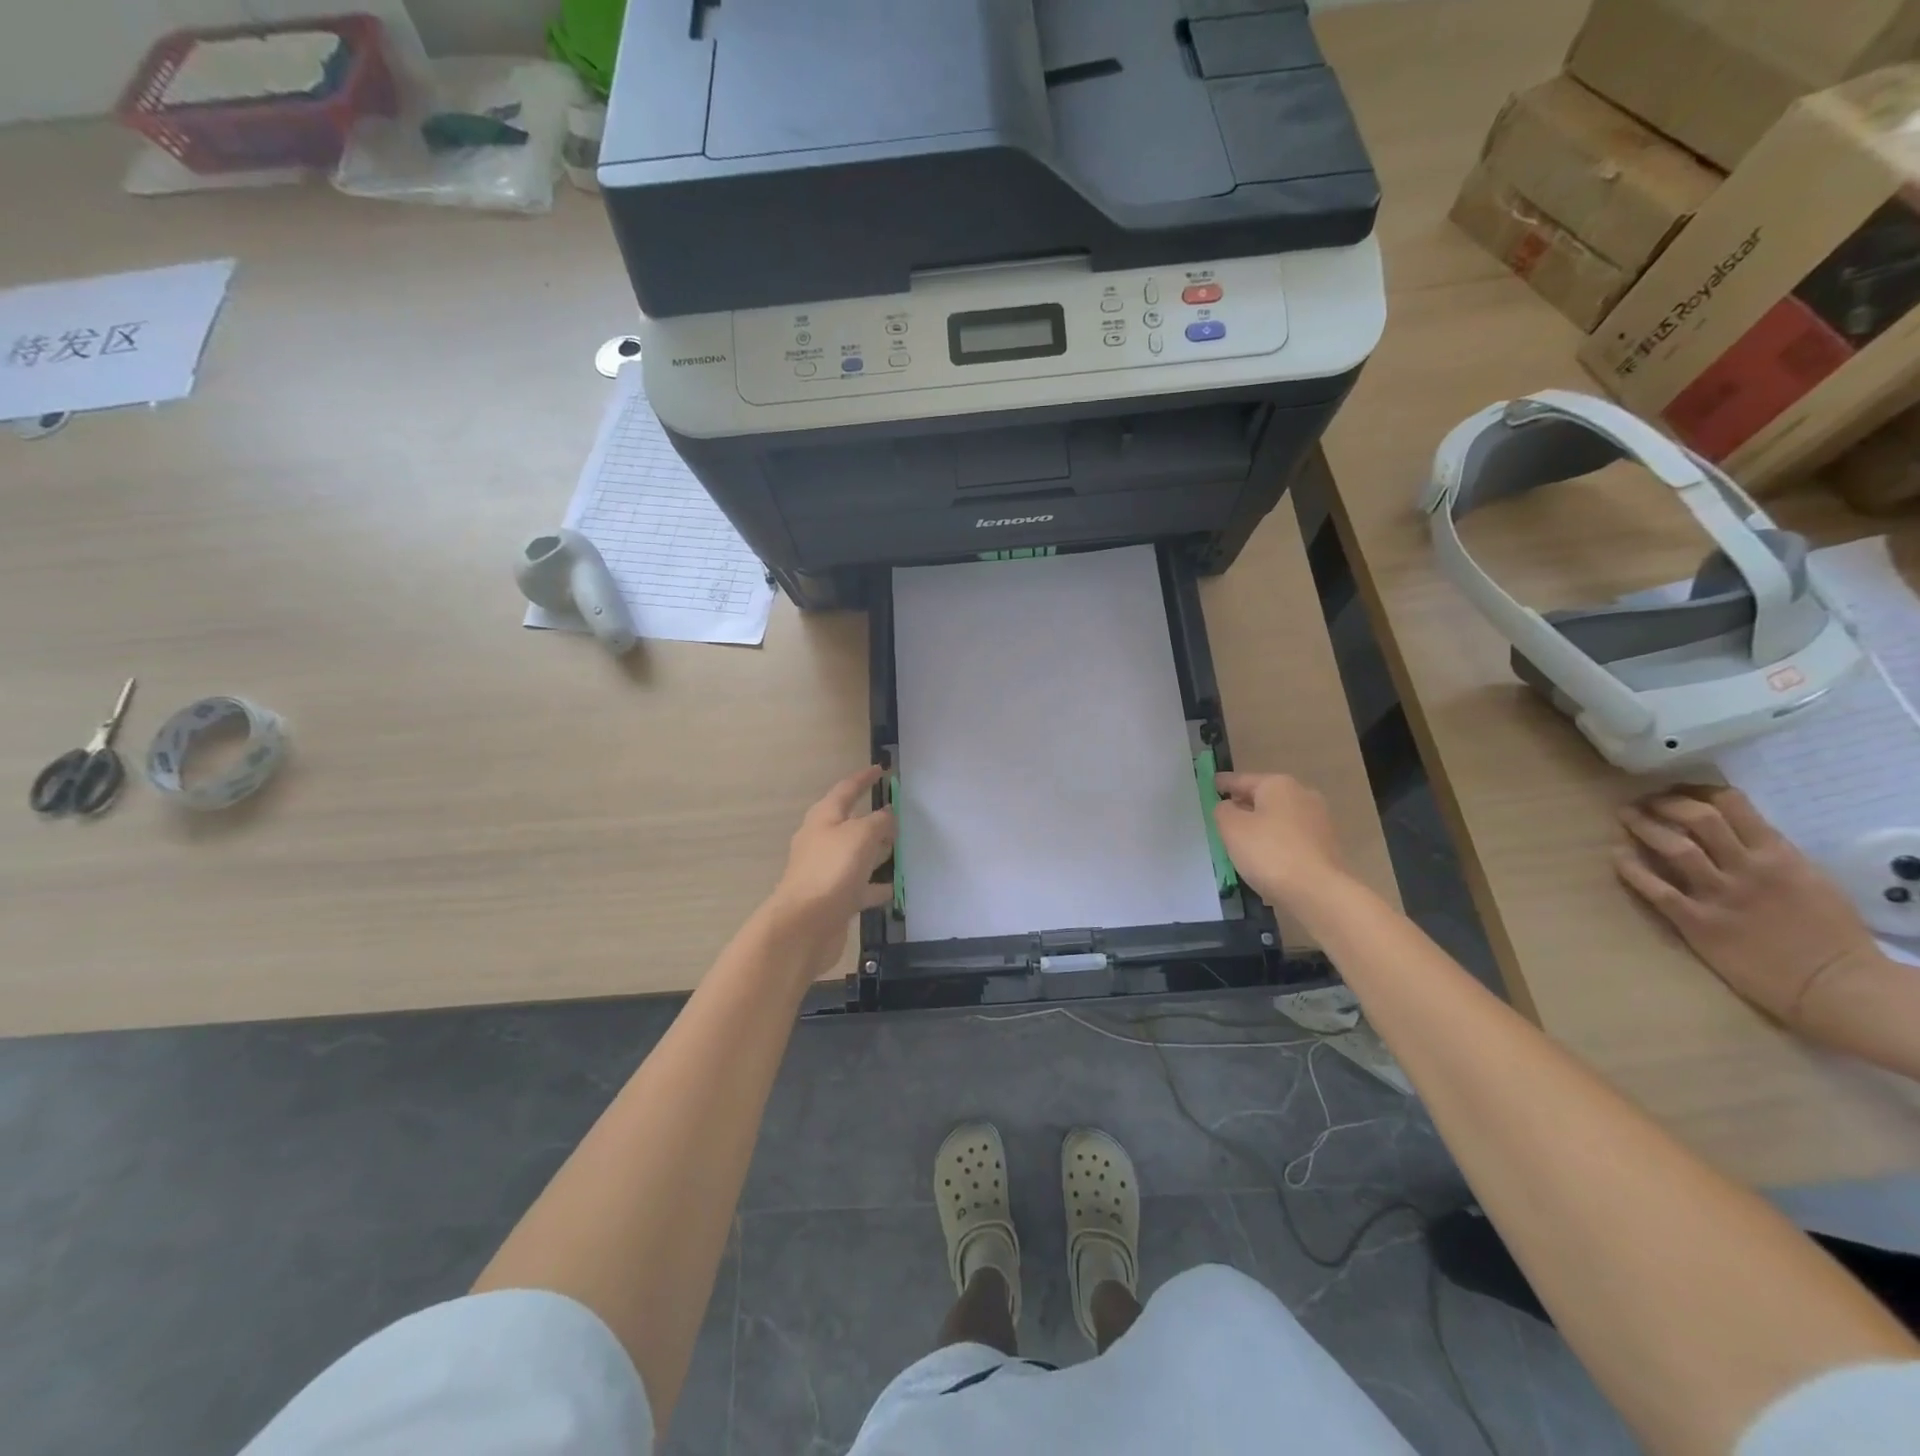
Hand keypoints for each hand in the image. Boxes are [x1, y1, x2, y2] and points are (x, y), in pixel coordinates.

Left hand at [763, 767, 896, 977]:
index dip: (864, 778)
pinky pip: (860, 886)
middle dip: (873, 818)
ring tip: (902, 848)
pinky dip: (875, 885)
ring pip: (856, 855)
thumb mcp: (861, 835)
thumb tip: (888, 814)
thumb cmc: (831, 871)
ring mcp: (826, 871)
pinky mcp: (833, 899)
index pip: (846, 789)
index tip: (881, 770)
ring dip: (876, 851)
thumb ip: (878, 821)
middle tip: (899, 813)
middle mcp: (822, 841)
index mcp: (824, 818)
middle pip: (850, 823)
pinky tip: (894, 888)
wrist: (803, 926)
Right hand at [1213, 771, 1350, 907]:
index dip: (1224, 783)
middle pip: (1264, 797)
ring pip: (1279, 818)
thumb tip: (1229, 807)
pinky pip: (1291, 838)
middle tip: (1223, 816)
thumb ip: (1223, 811)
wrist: (1319, 892)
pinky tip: (1264, 858)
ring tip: (1241, 841)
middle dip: (1244, 805)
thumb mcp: (1231, 828)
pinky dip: (1276, 843)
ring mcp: (1318, 822)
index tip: (1211, 784)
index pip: (1242, 779)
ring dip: (1261, 826)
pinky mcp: (1326, 847)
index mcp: (1278, 785)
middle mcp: (1303, 796)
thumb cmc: (1269, 852)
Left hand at [1614, 786, 1881, 1026]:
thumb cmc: (1829, 933)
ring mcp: (1720, 895)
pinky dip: (1631, 869)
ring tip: (1626, 817)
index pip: (1732, 806)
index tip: (1676, 790)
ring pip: (1674, 848)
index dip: (1696, 792)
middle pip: (1697, 819)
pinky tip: (1617, 856)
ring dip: (1643, 828)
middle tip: (1643, 802)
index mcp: (1779, 855)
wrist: (1835, 985)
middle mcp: (1747, 868)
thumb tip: (1730, 831)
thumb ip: (1769, 853)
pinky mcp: (1698, 922)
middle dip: (1664, 804)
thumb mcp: (1809, 879)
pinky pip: (1655, 889)